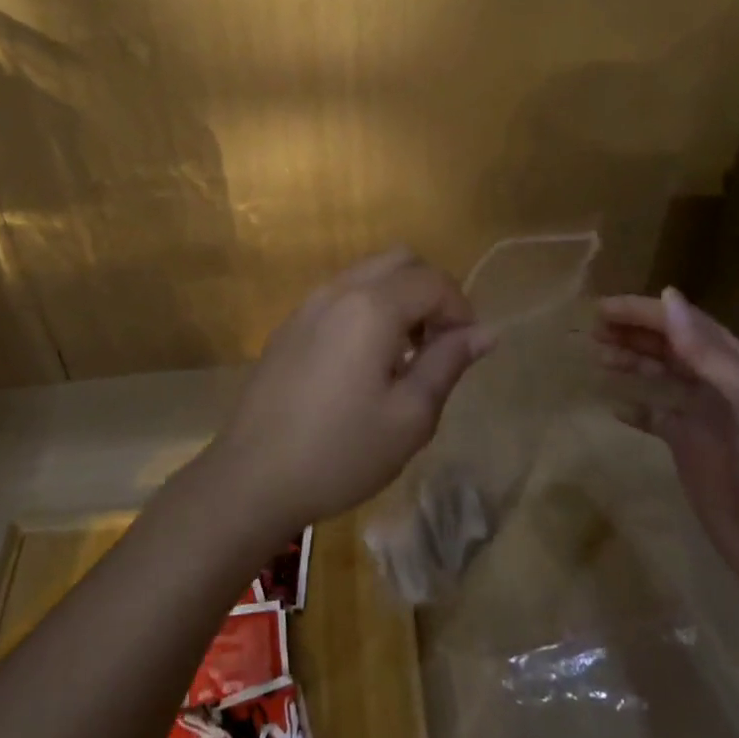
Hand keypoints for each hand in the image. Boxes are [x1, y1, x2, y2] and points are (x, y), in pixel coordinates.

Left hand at [208, 248, 495, 535]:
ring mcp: (308, 304)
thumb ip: (448, 364)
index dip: (461, 310)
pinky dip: (367, 308)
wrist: (253, 476)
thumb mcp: (409, 417)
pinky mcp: (289, 324)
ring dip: (398, 298)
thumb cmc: (340, 452)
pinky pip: (340, 295)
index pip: (434, 281)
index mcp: (371, 306)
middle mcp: (338, 290)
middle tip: (437, 345)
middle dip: (430, 292)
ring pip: (367, 274)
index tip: (464, 352)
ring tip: (403, 355)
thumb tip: (485, 332)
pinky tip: (363, 362)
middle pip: (400, 260)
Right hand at [594, 287, 738, 611]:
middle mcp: (722, 387)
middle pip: (672, 346)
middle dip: (634, 333)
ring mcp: (706, 420)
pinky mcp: (692, 452)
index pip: (686, 325)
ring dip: (632, 361)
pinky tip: (614, 406)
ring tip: (597, 355)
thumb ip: (706, 351)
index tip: (602, 309)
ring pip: (662, 376)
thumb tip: (667, 295)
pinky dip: (636, 408)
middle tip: (592, 330)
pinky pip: (657, 418)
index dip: (645, 312)